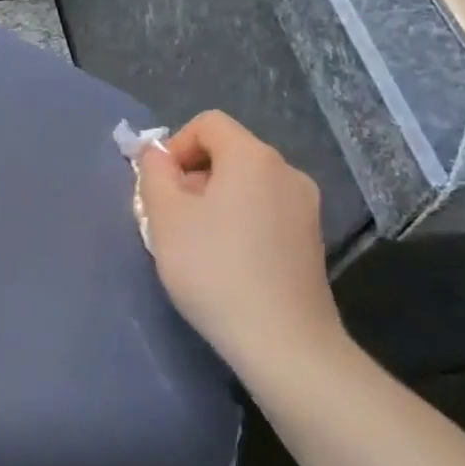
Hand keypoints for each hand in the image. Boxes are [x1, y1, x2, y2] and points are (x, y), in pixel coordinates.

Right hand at [135, 111, 348, 376]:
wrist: (282, 341)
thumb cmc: (214, 269)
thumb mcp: (165, 217)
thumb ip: (154, 174)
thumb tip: (157, 154)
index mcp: (253, 157)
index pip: (209, 124)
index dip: (176, 145)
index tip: (159, 187)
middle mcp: (286, 172)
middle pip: (229, 153)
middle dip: (192, 176)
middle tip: (169, 219)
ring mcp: (305, 207)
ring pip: (247, 184)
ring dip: (214, 201)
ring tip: (194, 243)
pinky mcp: (310, 240)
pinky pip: (265, 211)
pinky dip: (239, 221)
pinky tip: (226, 262)